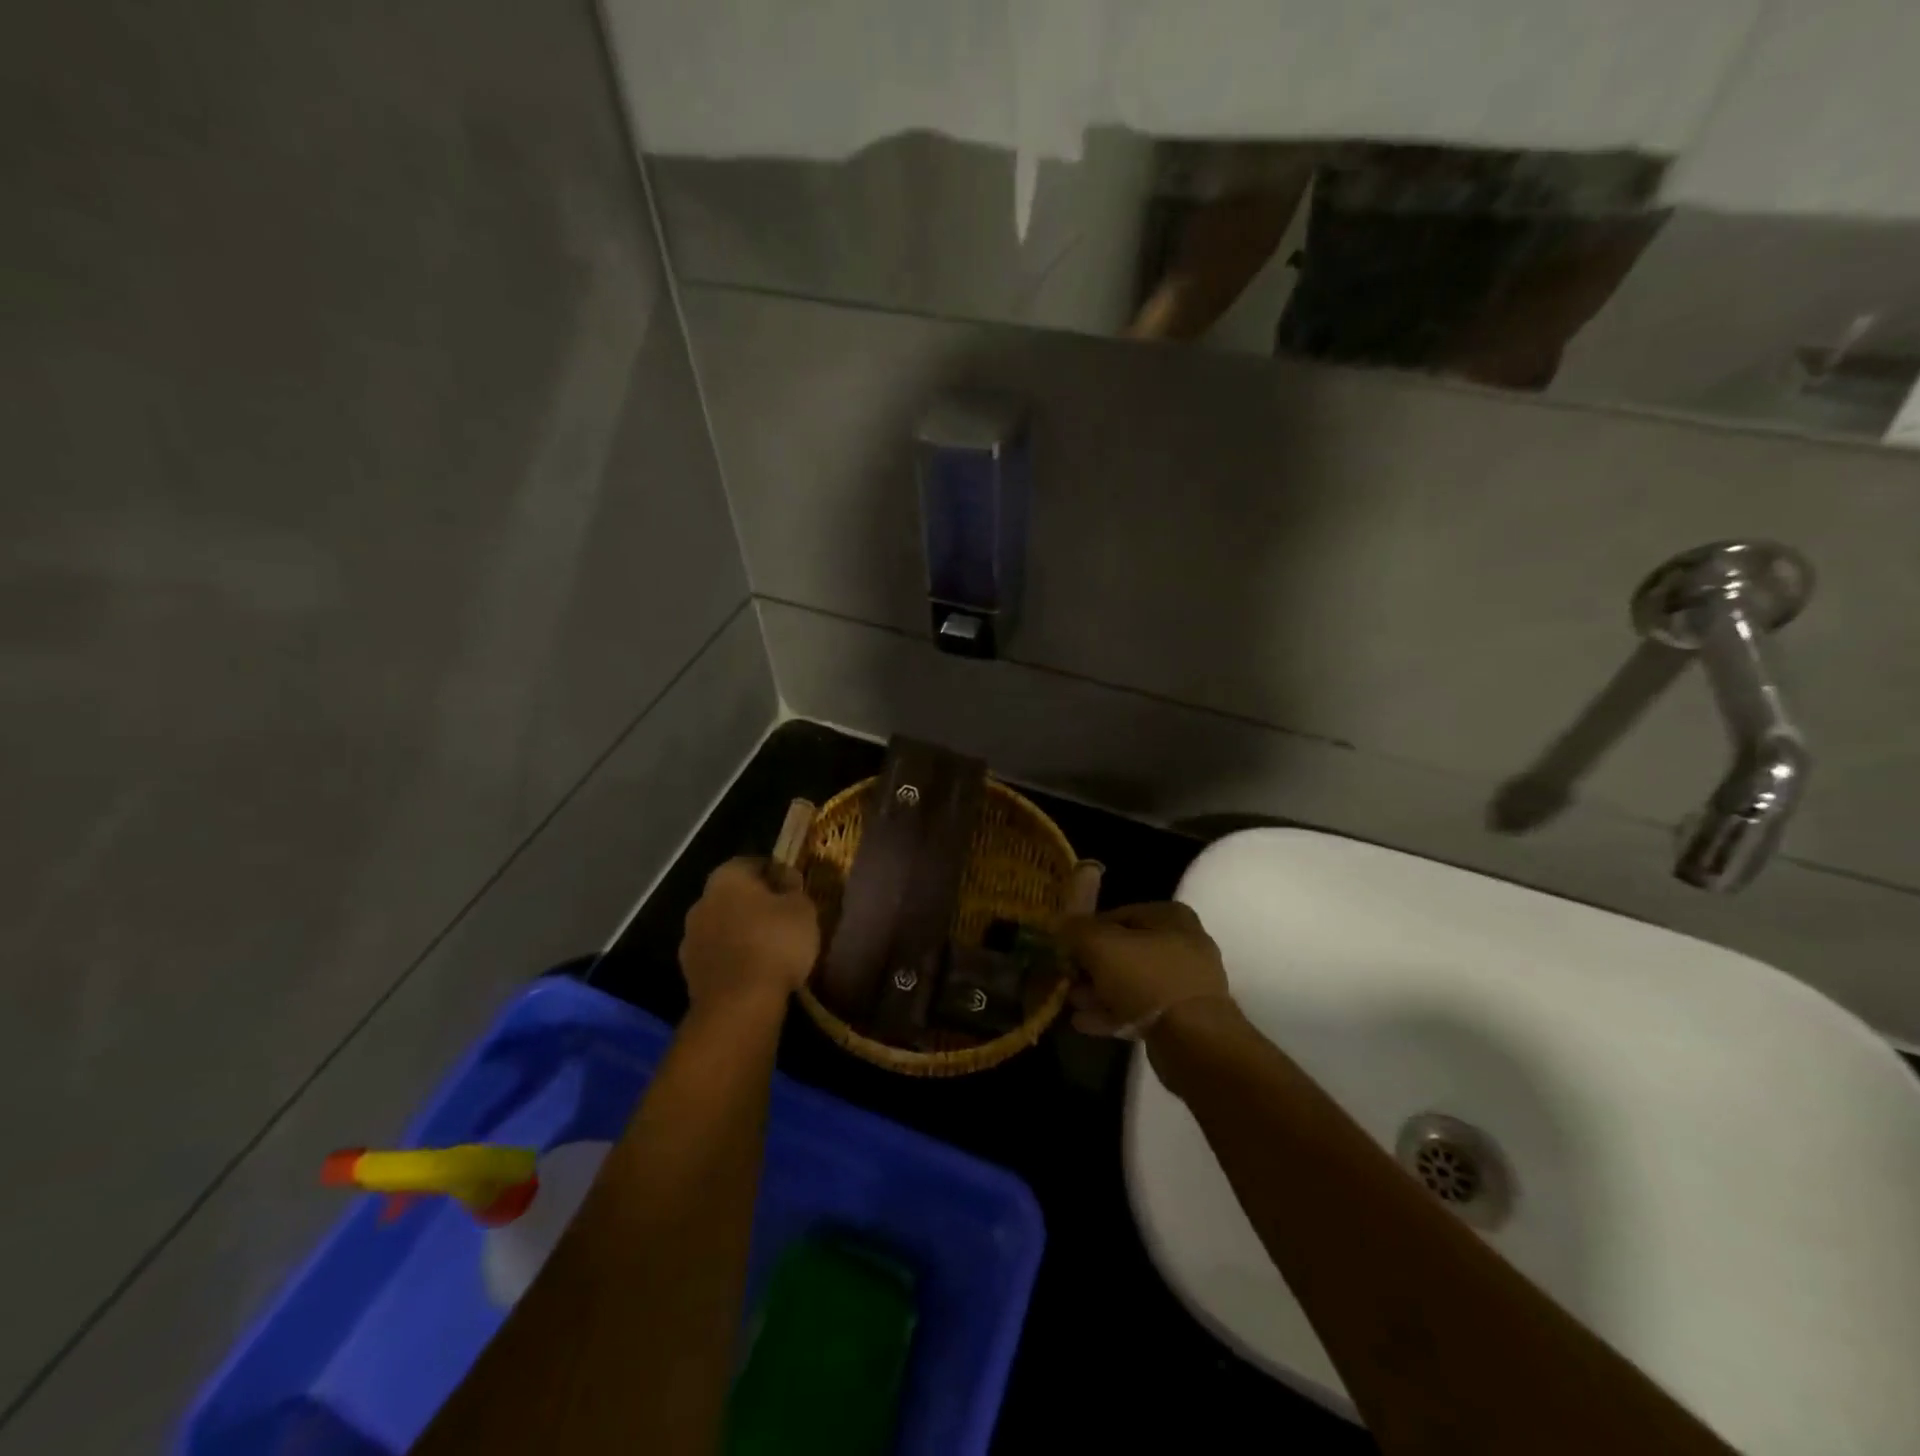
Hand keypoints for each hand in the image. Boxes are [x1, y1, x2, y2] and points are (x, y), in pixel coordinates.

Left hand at [679, 858, 819, 1012]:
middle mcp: (702, 901)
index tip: (794, 888)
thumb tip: (786, 881)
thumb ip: (794, 890)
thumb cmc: (775, 944)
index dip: (776, 873)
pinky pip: (718, 954)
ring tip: (770, 947)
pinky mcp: (690, 971)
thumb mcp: (802, 909)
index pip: (752, 863)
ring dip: (742, 931)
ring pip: (723, 925)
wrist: (739, 1004)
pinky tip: (755, 969)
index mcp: (727, 877)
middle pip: (733, 894)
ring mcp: (691, 938)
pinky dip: (734, 957)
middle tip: (783, 917)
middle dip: (755, 903)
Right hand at [1060, 901, 1230, 1038]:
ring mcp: (1184, 983)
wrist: (1194, 1041)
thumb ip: (1076, 930)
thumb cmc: (1147, 979)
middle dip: (1090, 966)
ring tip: (1071, 1002)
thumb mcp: (1101, 945)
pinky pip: (1140, 1009)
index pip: (1116, 915)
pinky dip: (1113, 1013)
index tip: (1063, 949)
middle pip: (1123, 950)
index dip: (1085, 931)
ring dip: (1098, 991)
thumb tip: (1058, 924)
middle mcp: (1181, 944)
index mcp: (1169, 917)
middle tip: (1065, 978)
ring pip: (1130, 982)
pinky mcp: (1181, 1017)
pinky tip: (1084, 1023)